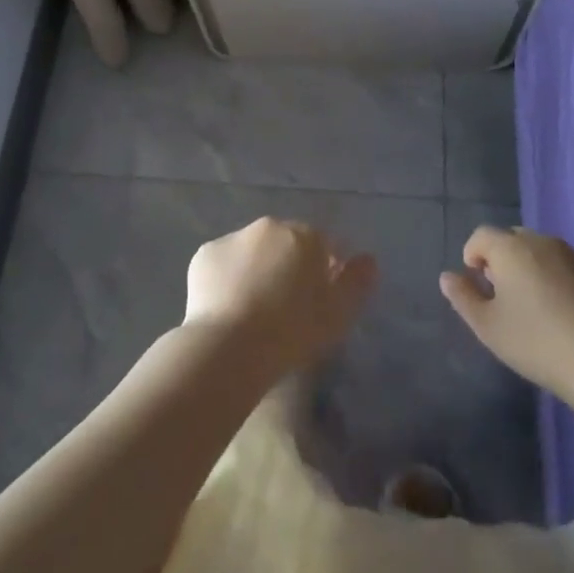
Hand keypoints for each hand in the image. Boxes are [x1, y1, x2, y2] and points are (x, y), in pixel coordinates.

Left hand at [184, 218, 377, 379]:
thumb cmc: (292, 331)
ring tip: (253, 310)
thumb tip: (369, 260)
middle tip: (285, 306)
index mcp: (304, 235)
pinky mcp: (204, 255)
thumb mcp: (338, 314)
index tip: (318, 301)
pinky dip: (227, 278)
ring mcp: (233, 237)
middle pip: (285, 242)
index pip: (322, 244)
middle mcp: (269, 227)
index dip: (323, 270)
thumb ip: (357, 282)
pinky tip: (227, 309)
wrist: (229, 346)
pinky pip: (223, 264)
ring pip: (252, 251)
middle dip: (288, 265)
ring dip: (256, 269)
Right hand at [440, 226, 573, 398]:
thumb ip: (463, 297)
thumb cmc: (536, 343)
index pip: (482, 236)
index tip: (479, 283)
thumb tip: (447, 276)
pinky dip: (567, 278)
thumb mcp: (488, 327)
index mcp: (511, 248)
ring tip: (542, 305)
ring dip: (537, 267)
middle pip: (515, 240)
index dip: (474, 254)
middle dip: (506, 259)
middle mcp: (543, 241)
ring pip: (546, 251)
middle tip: (509, 296)